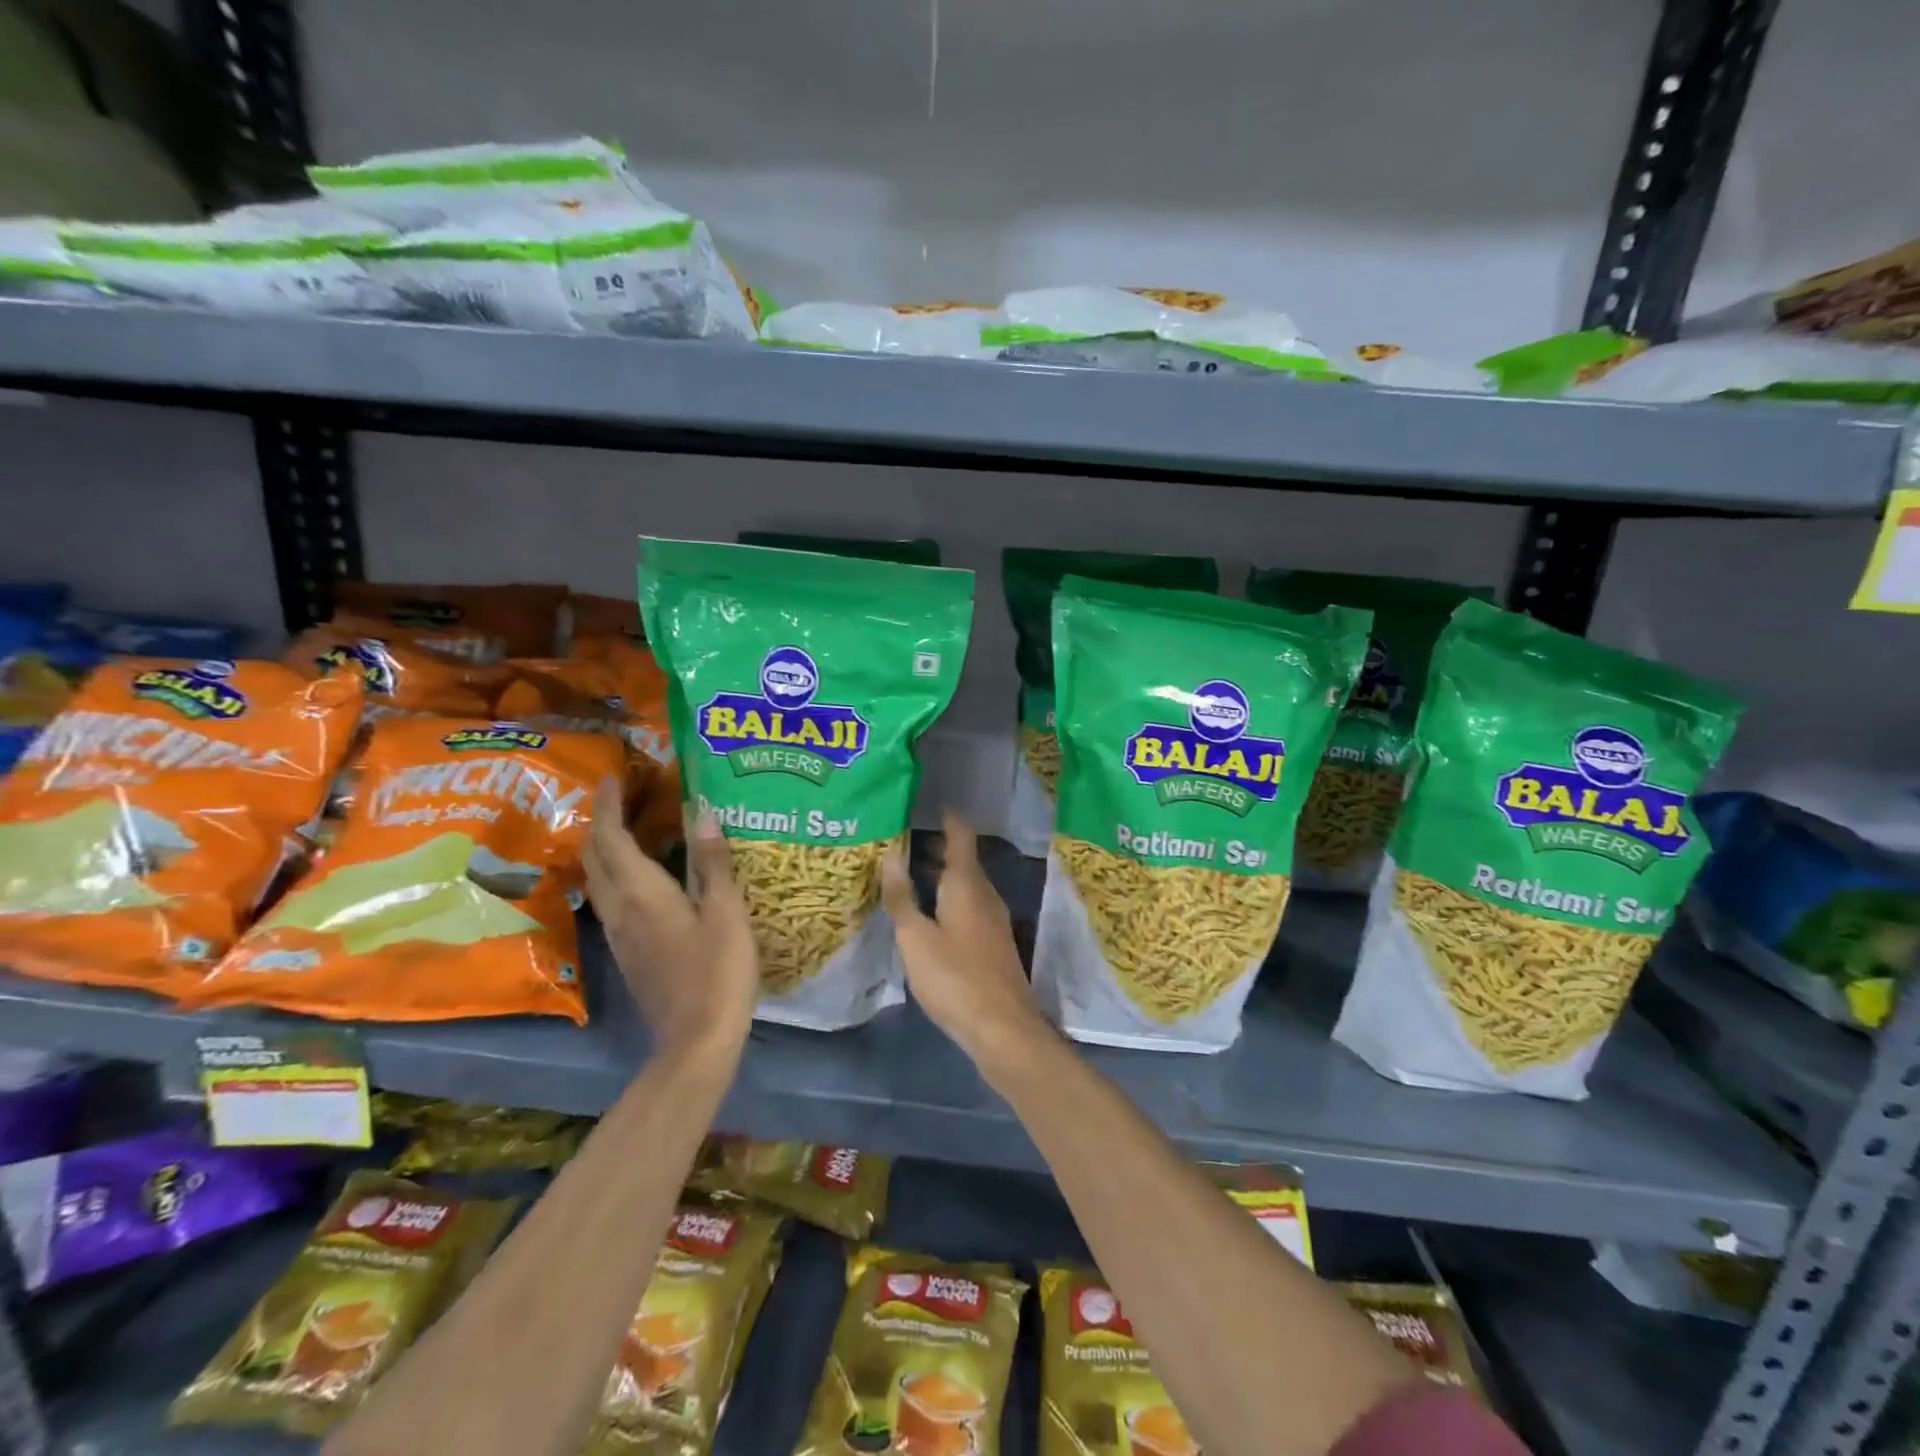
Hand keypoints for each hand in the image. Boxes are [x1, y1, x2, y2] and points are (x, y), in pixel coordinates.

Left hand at [584, 780, 757, 1060]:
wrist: (697, 1041)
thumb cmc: (718, 971)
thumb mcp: (725, 912)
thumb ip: (712, 861)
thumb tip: (701, 810)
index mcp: (642, 893)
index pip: (612, 838)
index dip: (610, 804)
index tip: (614, 775)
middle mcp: (621, 909)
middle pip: (595, 856)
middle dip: (602, 821)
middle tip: (625, 795)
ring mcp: (620, 934)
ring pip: (598, 879)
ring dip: (605, 847)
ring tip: (632, 826)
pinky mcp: (629, 952)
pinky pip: (611, 898)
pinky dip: (617, 872)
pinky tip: (643, 874)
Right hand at [880, 812, 1049, 1068]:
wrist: (1002, 1026)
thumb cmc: (954, 977)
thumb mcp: (916, 937)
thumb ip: (902, 896)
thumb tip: (891, 854)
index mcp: (966, 885)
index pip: (961, 837)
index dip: (948, 818)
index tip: (930, 805)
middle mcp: (984, 894)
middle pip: (964, 860)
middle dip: (939, 847)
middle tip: (905, 838)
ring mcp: (992, 919)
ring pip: (967, 884)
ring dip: (943, 874)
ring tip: (911, 871)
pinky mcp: (992, 942)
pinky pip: (969, 905)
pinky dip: (949, 897)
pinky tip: (930, 912)